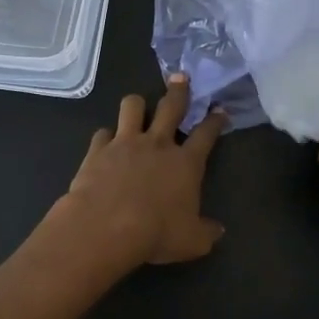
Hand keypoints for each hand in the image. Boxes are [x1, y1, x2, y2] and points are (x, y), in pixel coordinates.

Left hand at [50, 75, 226, 268]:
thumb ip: (207, 232)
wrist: (106, 227)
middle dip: (179, 90)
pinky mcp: (98, 150)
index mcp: (186, 163)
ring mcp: (126, 143)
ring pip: (132, 107)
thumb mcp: (192, 241)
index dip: (215, 120)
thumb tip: (218, 230)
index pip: (206, 134)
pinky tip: (106, 143)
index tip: (220, 110)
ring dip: (137, 104)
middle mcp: (158, 144)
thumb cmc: (156, 233)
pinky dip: (106, 136)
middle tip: (181, 77)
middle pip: (171, 106)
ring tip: (138, 106)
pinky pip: (102, 133)